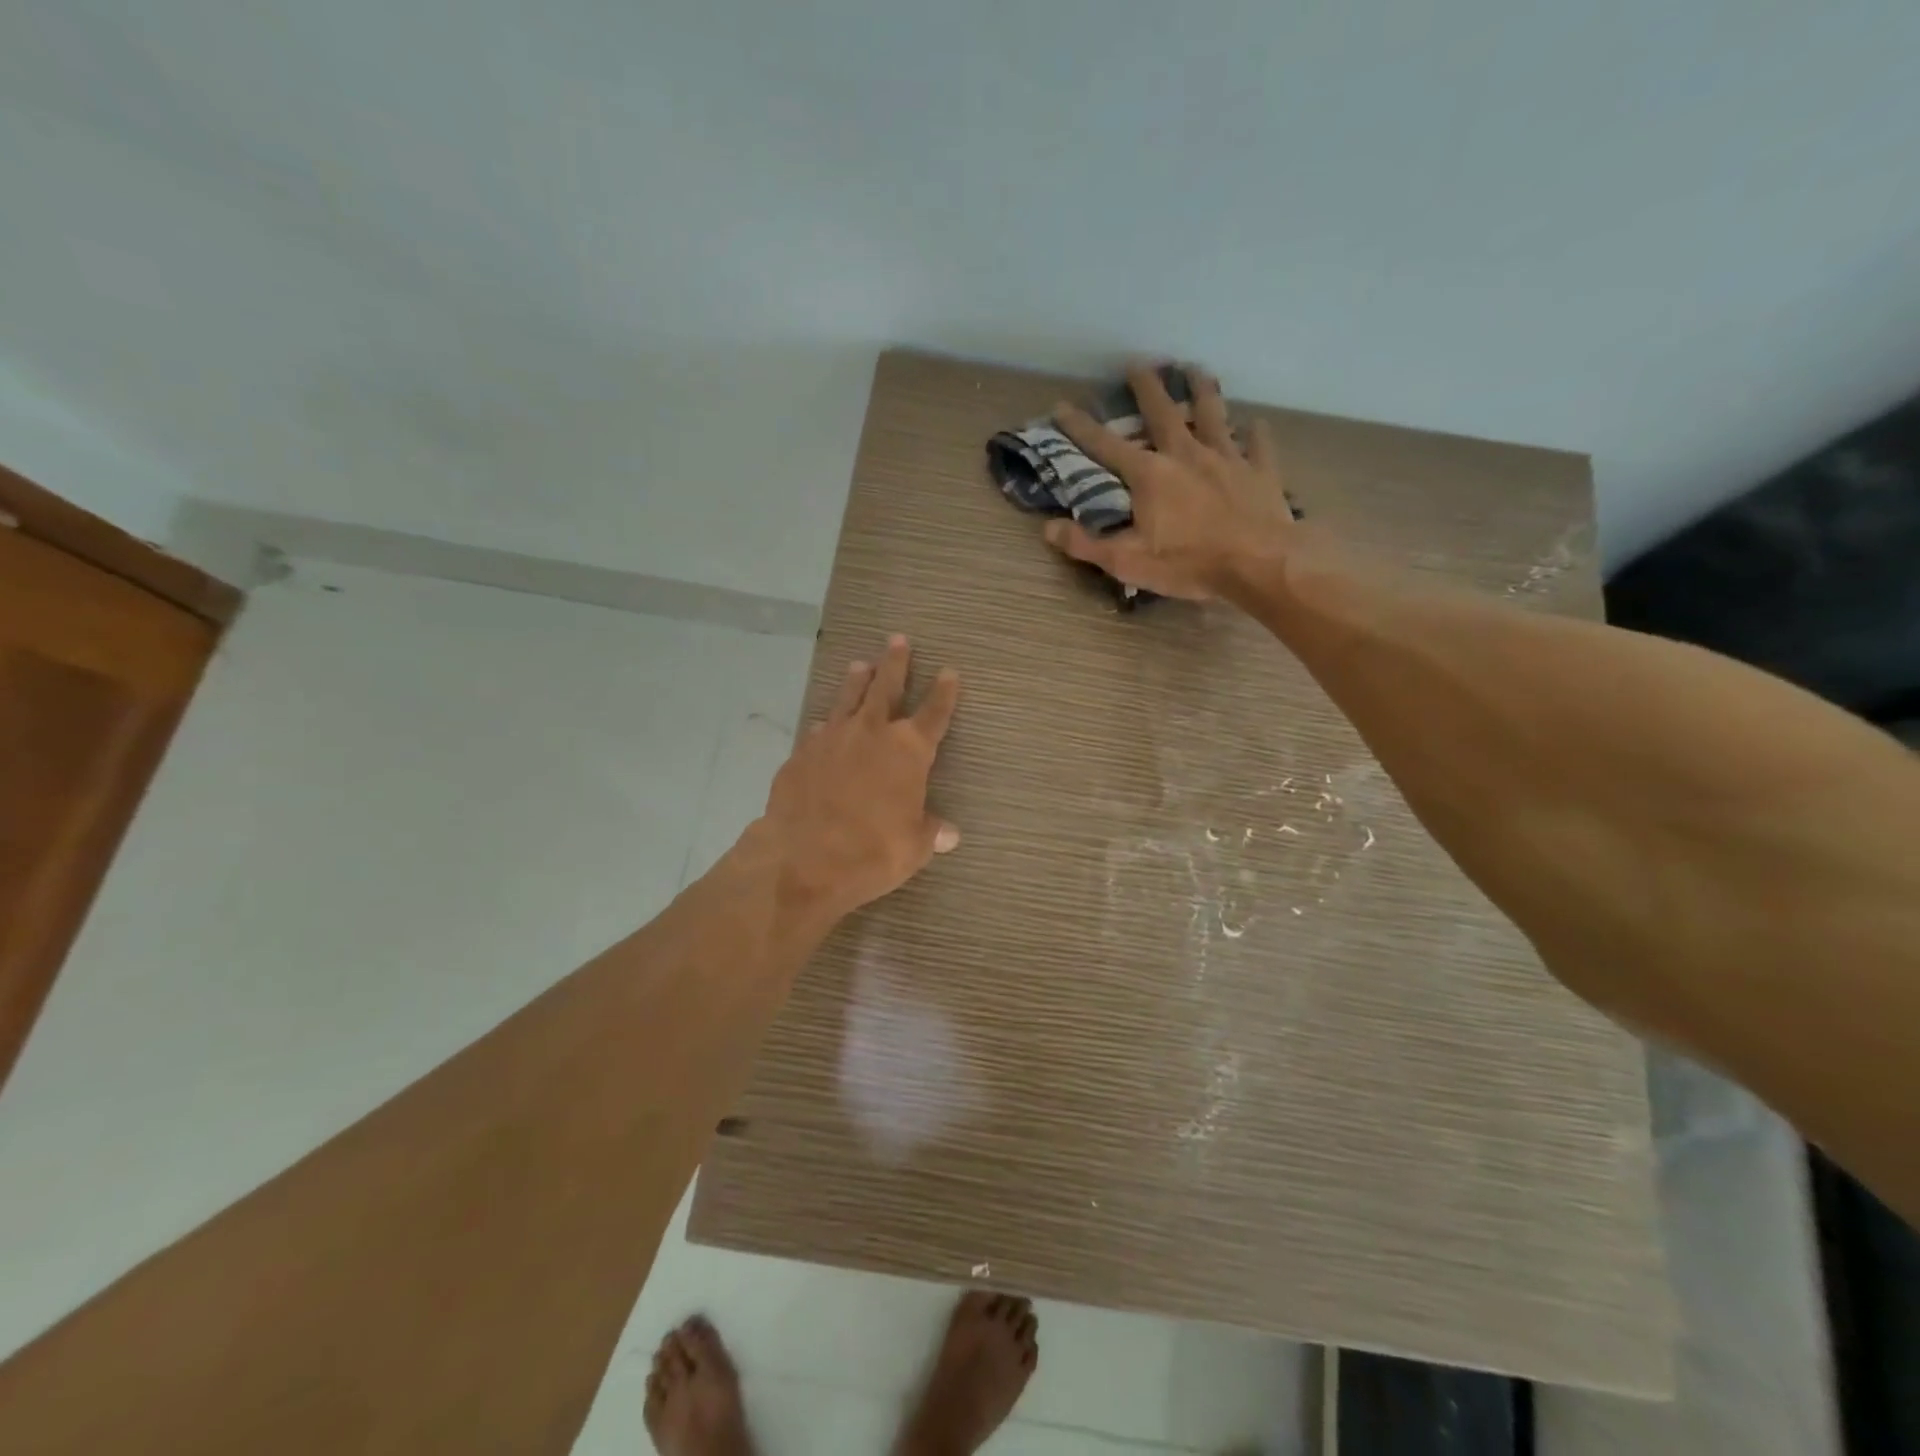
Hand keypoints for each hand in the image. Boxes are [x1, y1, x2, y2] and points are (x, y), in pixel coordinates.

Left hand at [760, 634, 960, 922]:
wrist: (803, 857)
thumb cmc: (872, 851)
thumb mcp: (913, 847)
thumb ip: (930, 831)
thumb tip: (949, 833)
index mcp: (908, 751)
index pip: (933, 714)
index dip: (944, 693)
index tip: (950, 672)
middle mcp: (871, 733)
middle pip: (886, 688)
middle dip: (895, 663)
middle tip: (898, 640)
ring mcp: (832, 739)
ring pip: (848, 699)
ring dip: (856, 681)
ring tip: (861, 664)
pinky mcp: (801, 754)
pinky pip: (818, 730)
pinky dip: (827, 724)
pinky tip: (824, 724)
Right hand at [1045, 362, 1296, 600]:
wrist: (1259, 563)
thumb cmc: (1189, 564)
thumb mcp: (1127, 561)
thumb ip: (1086, 544)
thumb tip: (1048, 529)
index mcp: (1150, 475)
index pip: (1106, 445)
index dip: (1081, 426)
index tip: (1063, 406)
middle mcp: (1186, 454)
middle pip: (1163, 412)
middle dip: (1147, 387)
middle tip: (1138, 363)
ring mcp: (1226, 459)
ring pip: (1212, 414)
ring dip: (1202, 390)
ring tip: (1196, 369)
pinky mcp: (1259, 472)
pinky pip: (1257, 445)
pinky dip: (1255, 434)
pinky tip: (1256, 424)